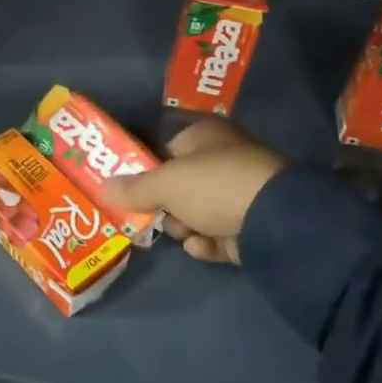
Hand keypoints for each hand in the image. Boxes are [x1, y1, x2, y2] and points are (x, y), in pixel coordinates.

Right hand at [102, 117, 283, 264]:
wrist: (279, 221)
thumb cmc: (215, 186)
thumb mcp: (165, 185)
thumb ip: (134, 188)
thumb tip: (102, 187)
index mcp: (206, 135)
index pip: (166, 149)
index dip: (147, 171)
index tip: (131, 192)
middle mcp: (226, 157)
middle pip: (182, 184)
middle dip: (167, 206)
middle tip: (157, 217)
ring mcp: (245, 191)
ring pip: (201, 211)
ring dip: (187, 227)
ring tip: (186, 234)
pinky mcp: (258, 224)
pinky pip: (222, 233)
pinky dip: (210, 242)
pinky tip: (202, 247)